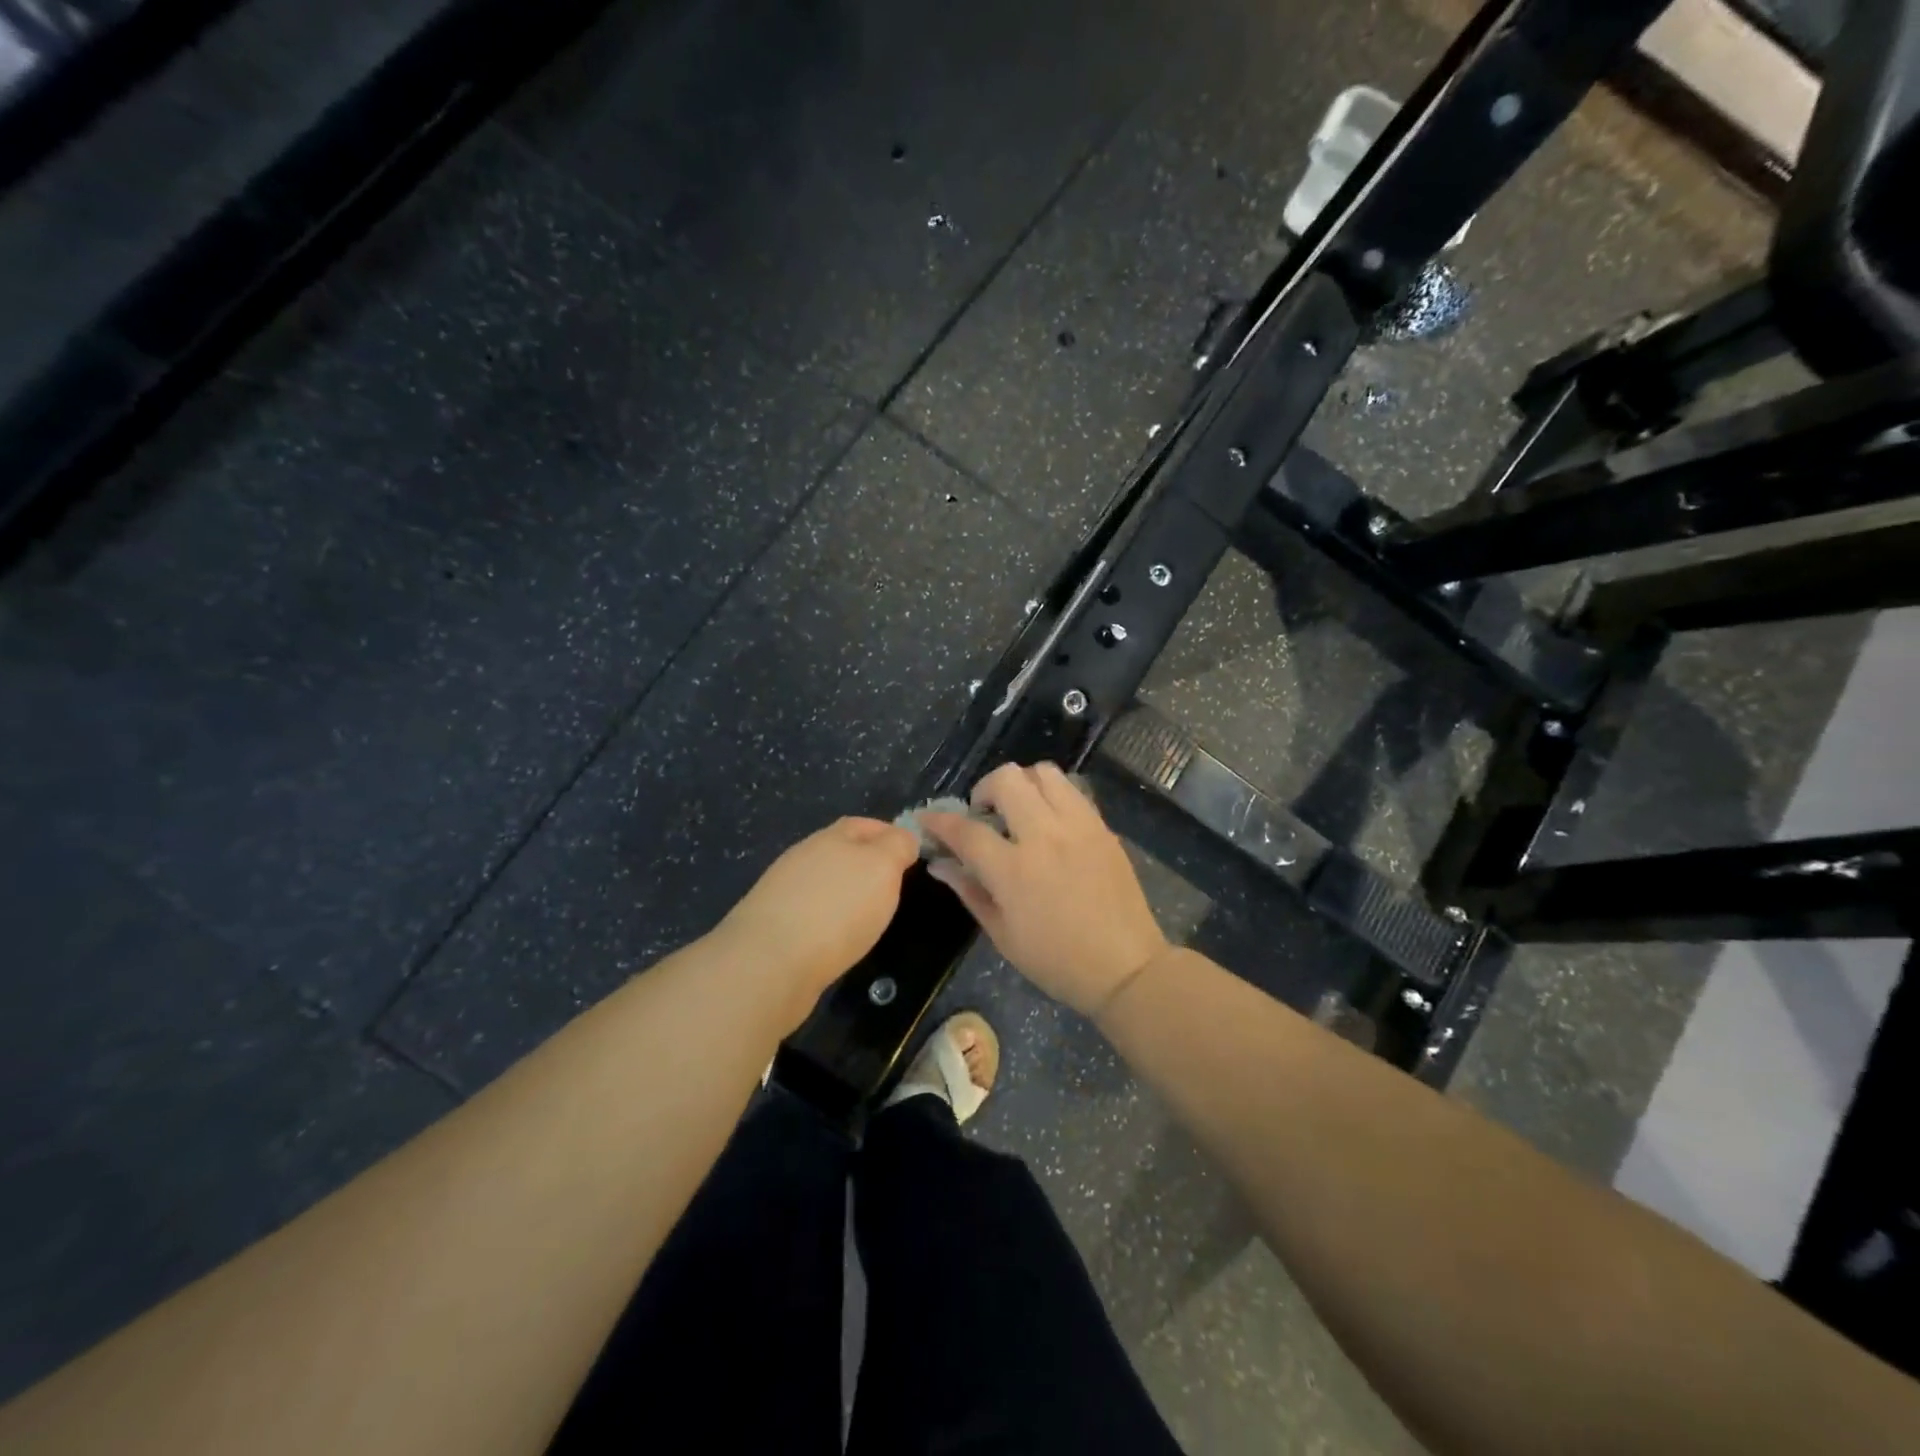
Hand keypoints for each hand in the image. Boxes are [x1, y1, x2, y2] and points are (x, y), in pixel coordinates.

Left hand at [716, 818, 920, 1016]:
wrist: (770, 964)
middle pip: (840, 852)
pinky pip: (809, 913)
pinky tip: (838, 939)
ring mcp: (784, 892)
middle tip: (892, 886)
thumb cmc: (836, 909)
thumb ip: (896, 846)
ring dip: (845, 893)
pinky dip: (827, 920)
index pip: (863, 825)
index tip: (910, 854)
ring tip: (868, 915)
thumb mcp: (882, 868)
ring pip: (824, 883)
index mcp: (830, 837)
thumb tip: (903, 838)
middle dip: (866, 864)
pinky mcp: (773, 927)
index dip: (888, 834)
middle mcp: (803, 857)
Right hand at [921, 763, 1170, 1016]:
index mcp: (1014, 870)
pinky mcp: (1102, 826)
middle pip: (1006, 780)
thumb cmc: (1057, 960)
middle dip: (984, 789)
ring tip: (1019, 811)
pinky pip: (1071, 790)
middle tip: (985, 815)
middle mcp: (1045, 836)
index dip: (939, 821)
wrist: (1126, 966)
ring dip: (1021, 784)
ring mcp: (1078, 826)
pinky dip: (1051, 795)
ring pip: (1043, 772)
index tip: (927, 819)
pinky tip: (1049, 822)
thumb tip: (940, 864)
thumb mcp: (1003, 935)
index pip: (966, 830)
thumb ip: (969, 890)